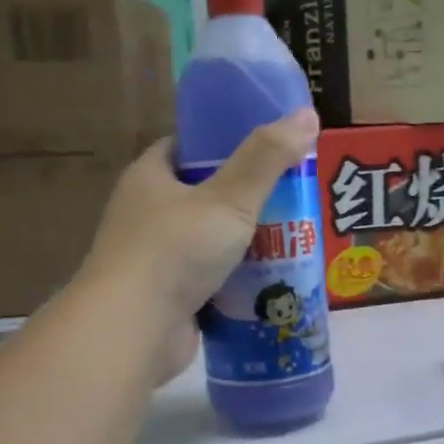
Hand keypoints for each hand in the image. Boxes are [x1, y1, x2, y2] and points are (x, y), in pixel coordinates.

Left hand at [83, 110, 319, 377]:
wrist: (135, 329)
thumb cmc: (175, 251)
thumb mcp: (229, 199)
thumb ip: (267, 159)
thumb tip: (308, 114)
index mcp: (149, 178)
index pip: (185, 148)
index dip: (222, 144)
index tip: (263, 148)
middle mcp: (146, 215)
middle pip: (203, 197)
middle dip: (246, 199)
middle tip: (293, 197)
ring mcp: (155, 260)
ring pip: (209, 242)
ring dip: (245, 245)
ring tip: (294, 240)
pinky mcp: (169, 298)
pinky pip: (211, 281)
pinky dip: (238, 283)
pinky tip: (273, 283)